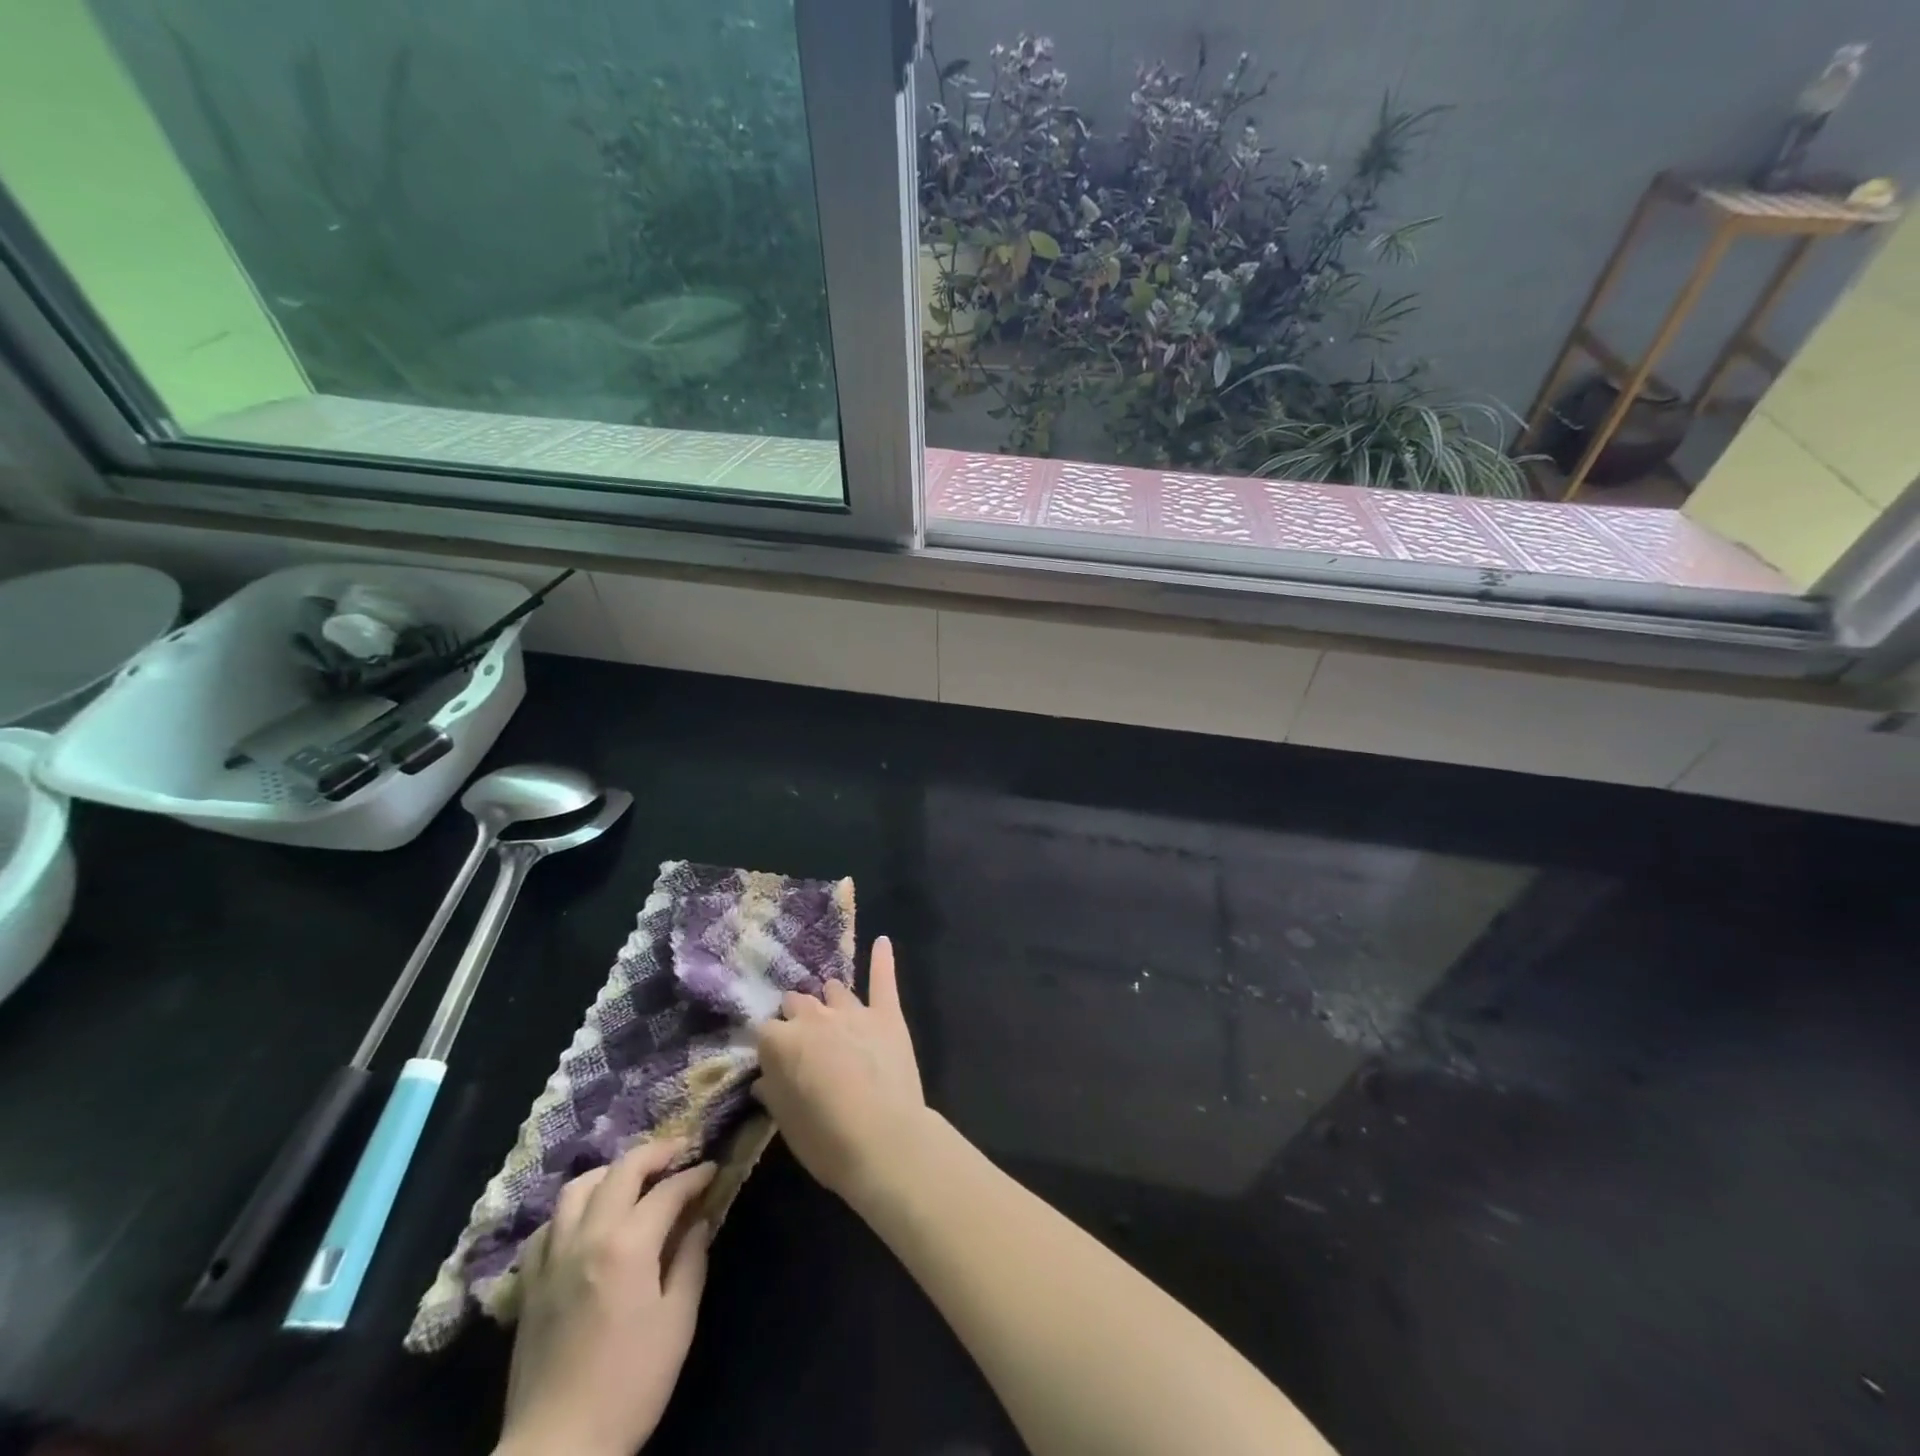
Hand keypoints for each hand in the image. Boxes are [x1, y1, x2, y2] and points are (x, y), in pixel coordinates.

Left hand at [495, 1140, 716, 1455]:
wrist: (557, 1450)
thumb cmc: (630, 1385)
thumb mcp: (677, 1322)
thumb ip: (690, 1261)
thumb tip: (697, 1222)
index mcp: (627, 1245)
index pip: (668, 1190)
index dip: (695, 1175)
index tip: (713, 1168)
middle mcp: (586, 1237)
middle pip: (621, 1171)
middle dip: (656, 1153)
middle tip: (680, 1151)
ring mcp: (552, 1259)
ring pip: (577, 1189)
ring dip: (611, 1173)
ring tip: (632, 1179)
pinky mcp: (529, 1284)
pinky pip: (548, 1227)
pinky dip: (572, 1211)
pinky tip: (587, 1223)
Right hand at [751, 936, 929, 1211]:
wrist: (884, 1140)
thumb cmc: (826, 1140)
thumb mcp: (786, 1124)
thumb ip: (773, 1092)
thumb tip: (764, 1079)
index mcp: (782, 1041)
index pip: (763, 1031)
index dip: (768, 1046)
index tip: (773, 1061)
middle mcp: (814, 1017)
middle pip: (797, 1002)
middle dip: (796, 1017)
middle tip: (804, 1040)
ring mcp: (853, 1011)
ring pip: (834, 990)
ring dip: (830, 1000)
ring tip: (833, 1010)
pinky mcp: (886, 1014)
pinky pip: (882, 979)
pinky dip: (882, 959)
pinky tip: (882, 942)